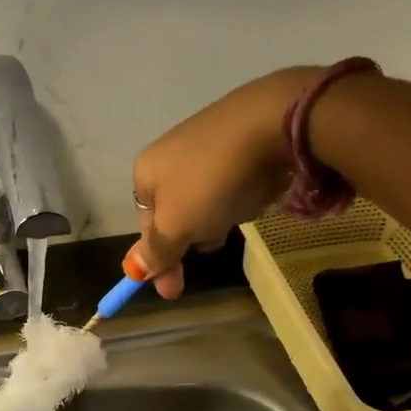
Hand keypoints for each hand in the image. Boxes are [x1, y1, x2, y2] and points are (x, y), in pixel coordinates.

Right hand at [129, 67, 320, 296]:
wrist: (274, 121)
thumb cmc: (213, 180)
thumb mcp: (177, 226)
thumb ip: (156, 251)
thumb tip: (136, 271)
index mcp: (145, 171)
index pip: (144, 226)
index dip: (159, 258)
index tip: (175, 289)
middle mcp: (169, 153)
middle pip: (176, 213)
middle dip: (194, 232)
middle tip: (216, 240)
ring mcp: (205, 141)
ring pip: (206, 198)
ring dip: (221, 214)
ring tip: (241, 207)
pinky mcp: (238, 135)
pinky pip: (234, 179)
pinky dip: (243, 190)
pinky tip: (259, 187)